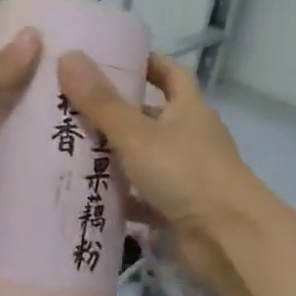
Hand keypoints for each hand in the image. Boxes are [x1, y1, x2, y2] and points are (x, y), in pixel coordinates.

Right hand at [56, 51, 269, 295]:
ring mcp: (184, 176)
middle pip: (150, 117)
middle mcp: (189, 138)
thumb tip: (69, 56)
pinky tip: (84, 195)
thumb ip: (101, 101)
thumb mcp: (137, 134)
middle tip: (71, 106)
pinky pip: (140, 198)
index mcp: (188, 110)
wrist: (229, 239)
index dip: (146, 64)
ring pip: (142, 159)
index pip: (171, 75)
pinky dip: (118, 196)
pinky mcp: (175, 210)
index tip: (113, 59)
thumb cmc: (186, 173)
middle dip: (115, 112)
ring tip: (67, 148)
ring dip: (112, 155)